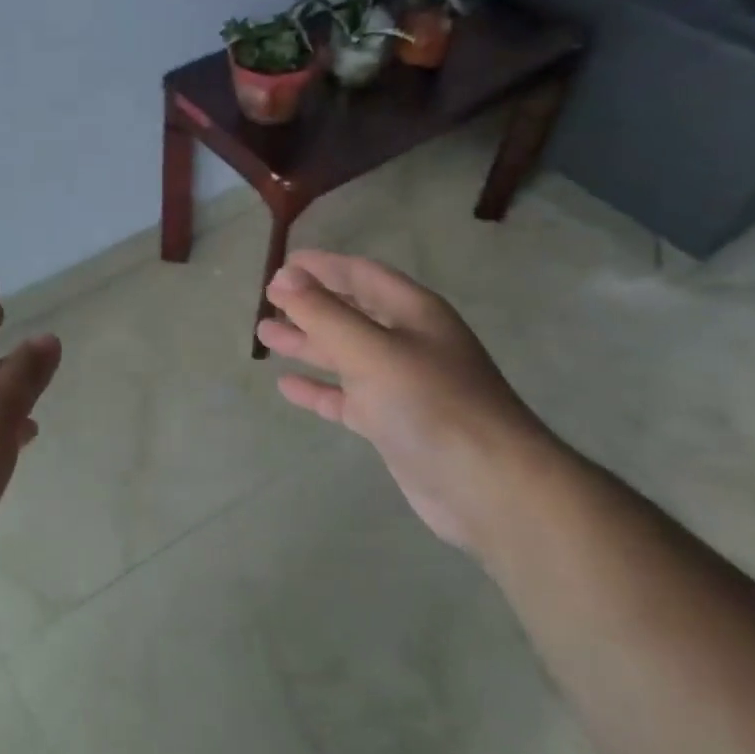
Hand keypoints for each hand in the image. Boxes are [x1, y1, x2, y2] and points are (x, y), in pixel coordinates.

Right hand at [257, 251, 567, 553]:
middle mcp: (408, 341)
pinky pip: (347, 397)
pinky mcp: (393, 423)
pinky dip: (319, 389)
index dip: (321, 266)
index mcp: (412, 312)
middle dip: (310, 305)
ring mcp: (402, 384)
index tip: (280, 266)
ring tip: (265, 335)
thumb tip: (284, 276)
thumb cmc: (431, 403)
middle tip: (266, 302)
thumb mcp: (371, 350)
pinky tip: (287, 386)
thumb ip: (324, 313)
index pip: (360, 274)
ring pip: (345, 354)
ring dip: (307, 343)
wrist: (489, 487)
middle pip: (351, 312)